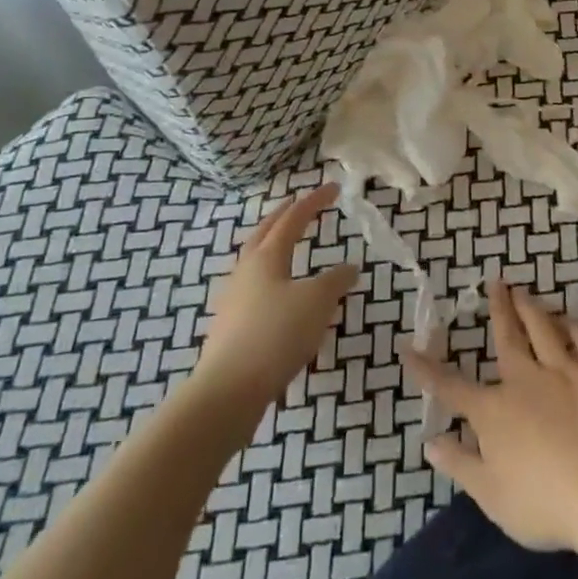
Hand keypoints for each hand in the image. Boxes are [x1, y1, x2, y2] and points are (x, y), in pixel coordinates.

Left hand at [196, 184, 356, 410]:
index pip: (293, 219)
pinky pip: (254, 289)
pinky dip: (271, 279)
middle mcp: (245, 270)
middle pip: (264, 232)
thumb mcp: (317, 303)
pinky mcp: (230, 326)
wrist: (228, 390)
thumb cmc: (276, 335)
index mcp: (266, 256)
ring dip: (272, 245)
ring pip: (255, 260)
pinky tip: (280, 296)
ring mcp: (234, 298)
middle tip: (299, 204)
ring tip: (288, 247)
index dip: (314, 201)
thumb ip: (335, 281)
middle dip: (283, 215)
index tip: (333, 188)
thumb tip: (349, 267)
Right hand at [403, 278, 577, 551]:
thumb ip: (460, 464)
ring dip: (531, 307)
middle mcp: (524, 380)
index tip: (407, 348)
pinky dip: (576, 327)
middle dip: (498, 309)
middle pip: (507, 337)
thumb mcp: (490, 495)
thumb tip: (431, 441)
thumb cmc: (543, 503)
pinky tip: (571, 321)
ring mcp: (563, 372)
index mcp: (493, 411)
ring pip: (543, 328)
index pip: (451, 386)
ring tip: (523, 291)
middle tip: (494, 283)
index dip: (427, 369)